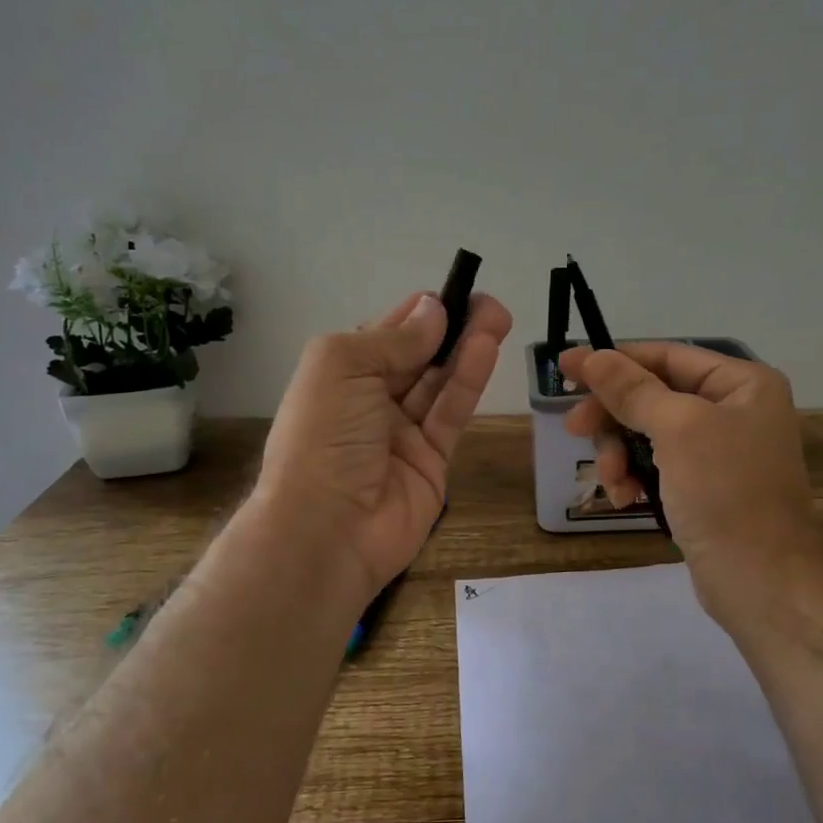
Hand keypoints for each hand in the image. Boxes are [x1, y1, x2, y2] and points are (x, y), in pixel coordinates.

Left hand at [257, 290, 512, 601]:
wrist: (326, 531)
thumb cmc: (323, 438)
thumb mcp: (342, 368)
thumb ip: (393, 338)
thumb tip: (433, 309)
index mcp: (341, 375)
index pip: (387, 334)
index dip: (420, 313)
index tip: (456, 292)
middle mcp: (371, 400)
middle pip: (419, 356)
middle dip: (451, 327)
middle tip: (490, 304)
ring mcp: (403, 433)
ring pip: (440, 382)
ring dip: (467, 348)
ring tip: (499, 318)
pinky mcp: (433, 460)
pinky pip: (452, 414)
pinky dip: (468, 381)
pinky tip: (486, 350)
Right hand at [559, 342, 822, 624]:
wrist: (763, 585)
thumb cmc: (726, 493)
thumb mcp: (677, 430)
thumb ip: (631, 389)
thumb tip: (588, 355)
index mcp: (742, 383)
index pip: (666, 355)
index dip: (614, 361)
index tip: (565, 368)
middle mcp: (735, 409)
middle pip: (654, 395)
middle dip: (614, 417)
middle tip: (575, 430)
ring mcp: (721, 451)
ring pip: (649, 434)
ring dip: (620, 454)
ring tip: (611, 481)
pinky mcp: (706, 487)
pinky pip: (659, 466)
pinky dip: (636, 477)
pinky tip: (625, 499)